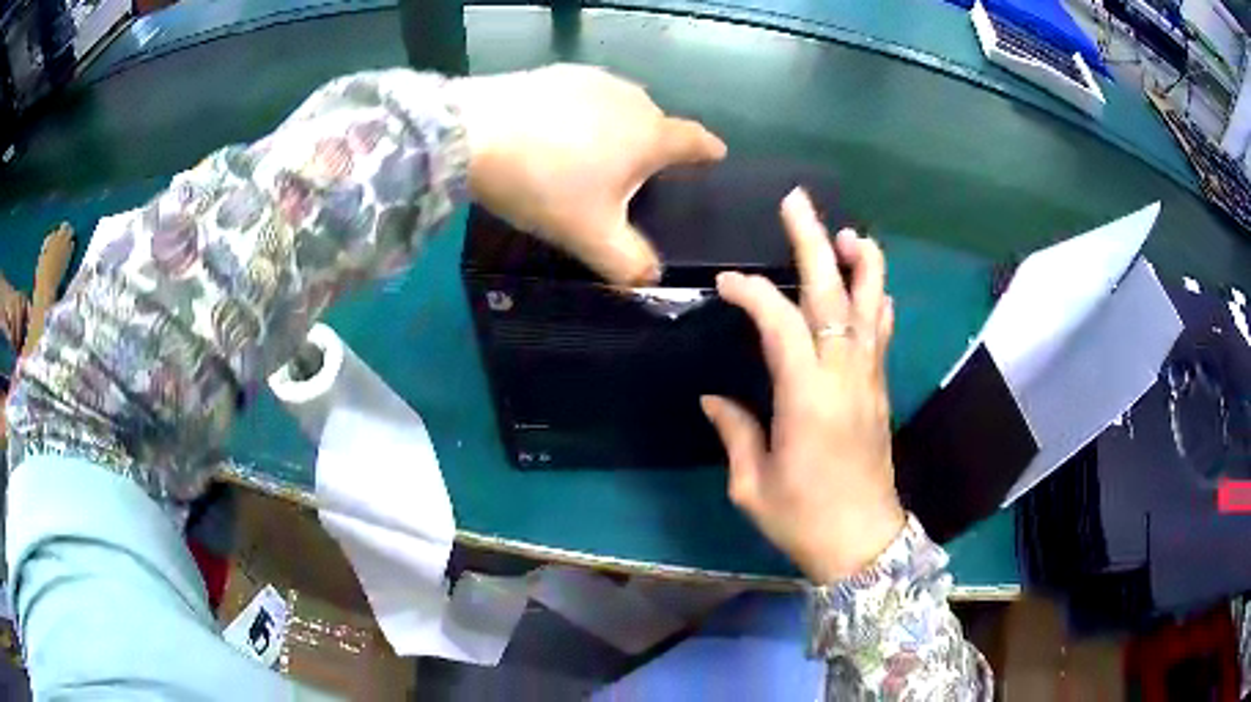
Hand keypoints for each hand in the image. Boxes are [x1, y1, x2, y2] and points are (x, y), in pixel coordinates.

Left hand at [448, 64, 726, 284]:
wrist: (472, 133)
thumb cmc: (544, 184)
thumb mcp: (589, 236)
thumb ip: (628, 264)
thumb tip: (652, 281)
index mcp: (649, 135)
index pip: (694, 141)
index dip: (708, 151)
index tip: (717, 155)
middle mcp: (630, 99)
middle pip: (656, 123)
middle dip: (654, 145)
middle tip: (634, 174)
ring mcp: (591, 80)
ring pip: (620, 107)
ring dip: (617, 128)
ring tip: (594, 153)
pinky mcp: (555, 73)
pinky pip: (583, 96)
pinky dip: (582, 114)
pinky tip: (558, 131)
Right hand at [702, 188, 905, 583]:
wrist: (863, 543)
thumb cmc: (802, 518)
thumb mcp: (753, 485)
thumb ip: (736, 432)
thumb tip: (713, 399)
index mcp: (806, 399)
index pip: (780, 325)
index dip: (753, 295)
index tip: (726, 283)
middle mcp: (844, 377)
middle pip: (833, 296)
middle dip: (813, 243)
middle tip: (798, 204)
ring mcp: (869, 380)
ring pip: (871, 306)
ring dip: (861, 263)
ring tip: (847, 232)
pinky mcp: (881, 390)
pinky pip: (881, 333)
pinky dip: (877, 300)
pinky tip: (871, 282)